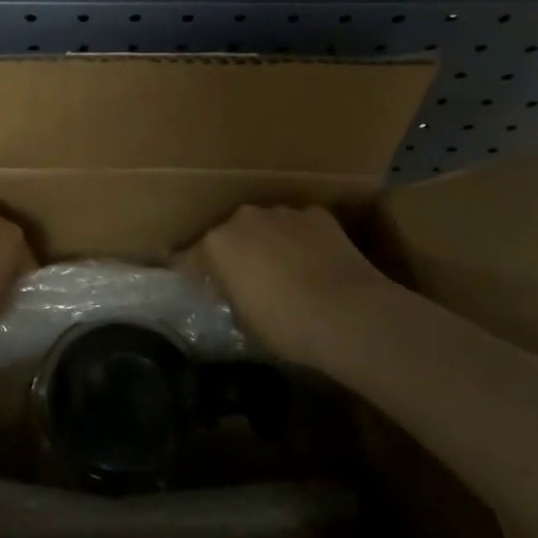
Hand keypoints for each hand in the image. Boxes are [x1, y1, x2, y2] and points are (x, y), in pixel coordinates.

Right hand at [180, 206, 391, 366]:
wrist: (348, 313)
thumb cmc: (285, 324)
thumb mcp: (244, 319)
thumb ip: (230, 294)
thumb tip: (234, 289)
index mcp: (216, 243)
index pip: (189, 257)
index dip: (190, 272)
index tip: (192, 283)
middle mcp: (243, 218)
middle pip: (229, 234)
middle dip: (234, 252)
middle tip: (245, 279)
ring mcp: (282, 212)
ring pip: (266, 226)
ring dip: (268, 242)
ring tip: (284, 270)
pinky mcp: (317, 214)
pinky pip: (299, 226)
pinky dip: (301, 239)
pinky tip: (314, 262)